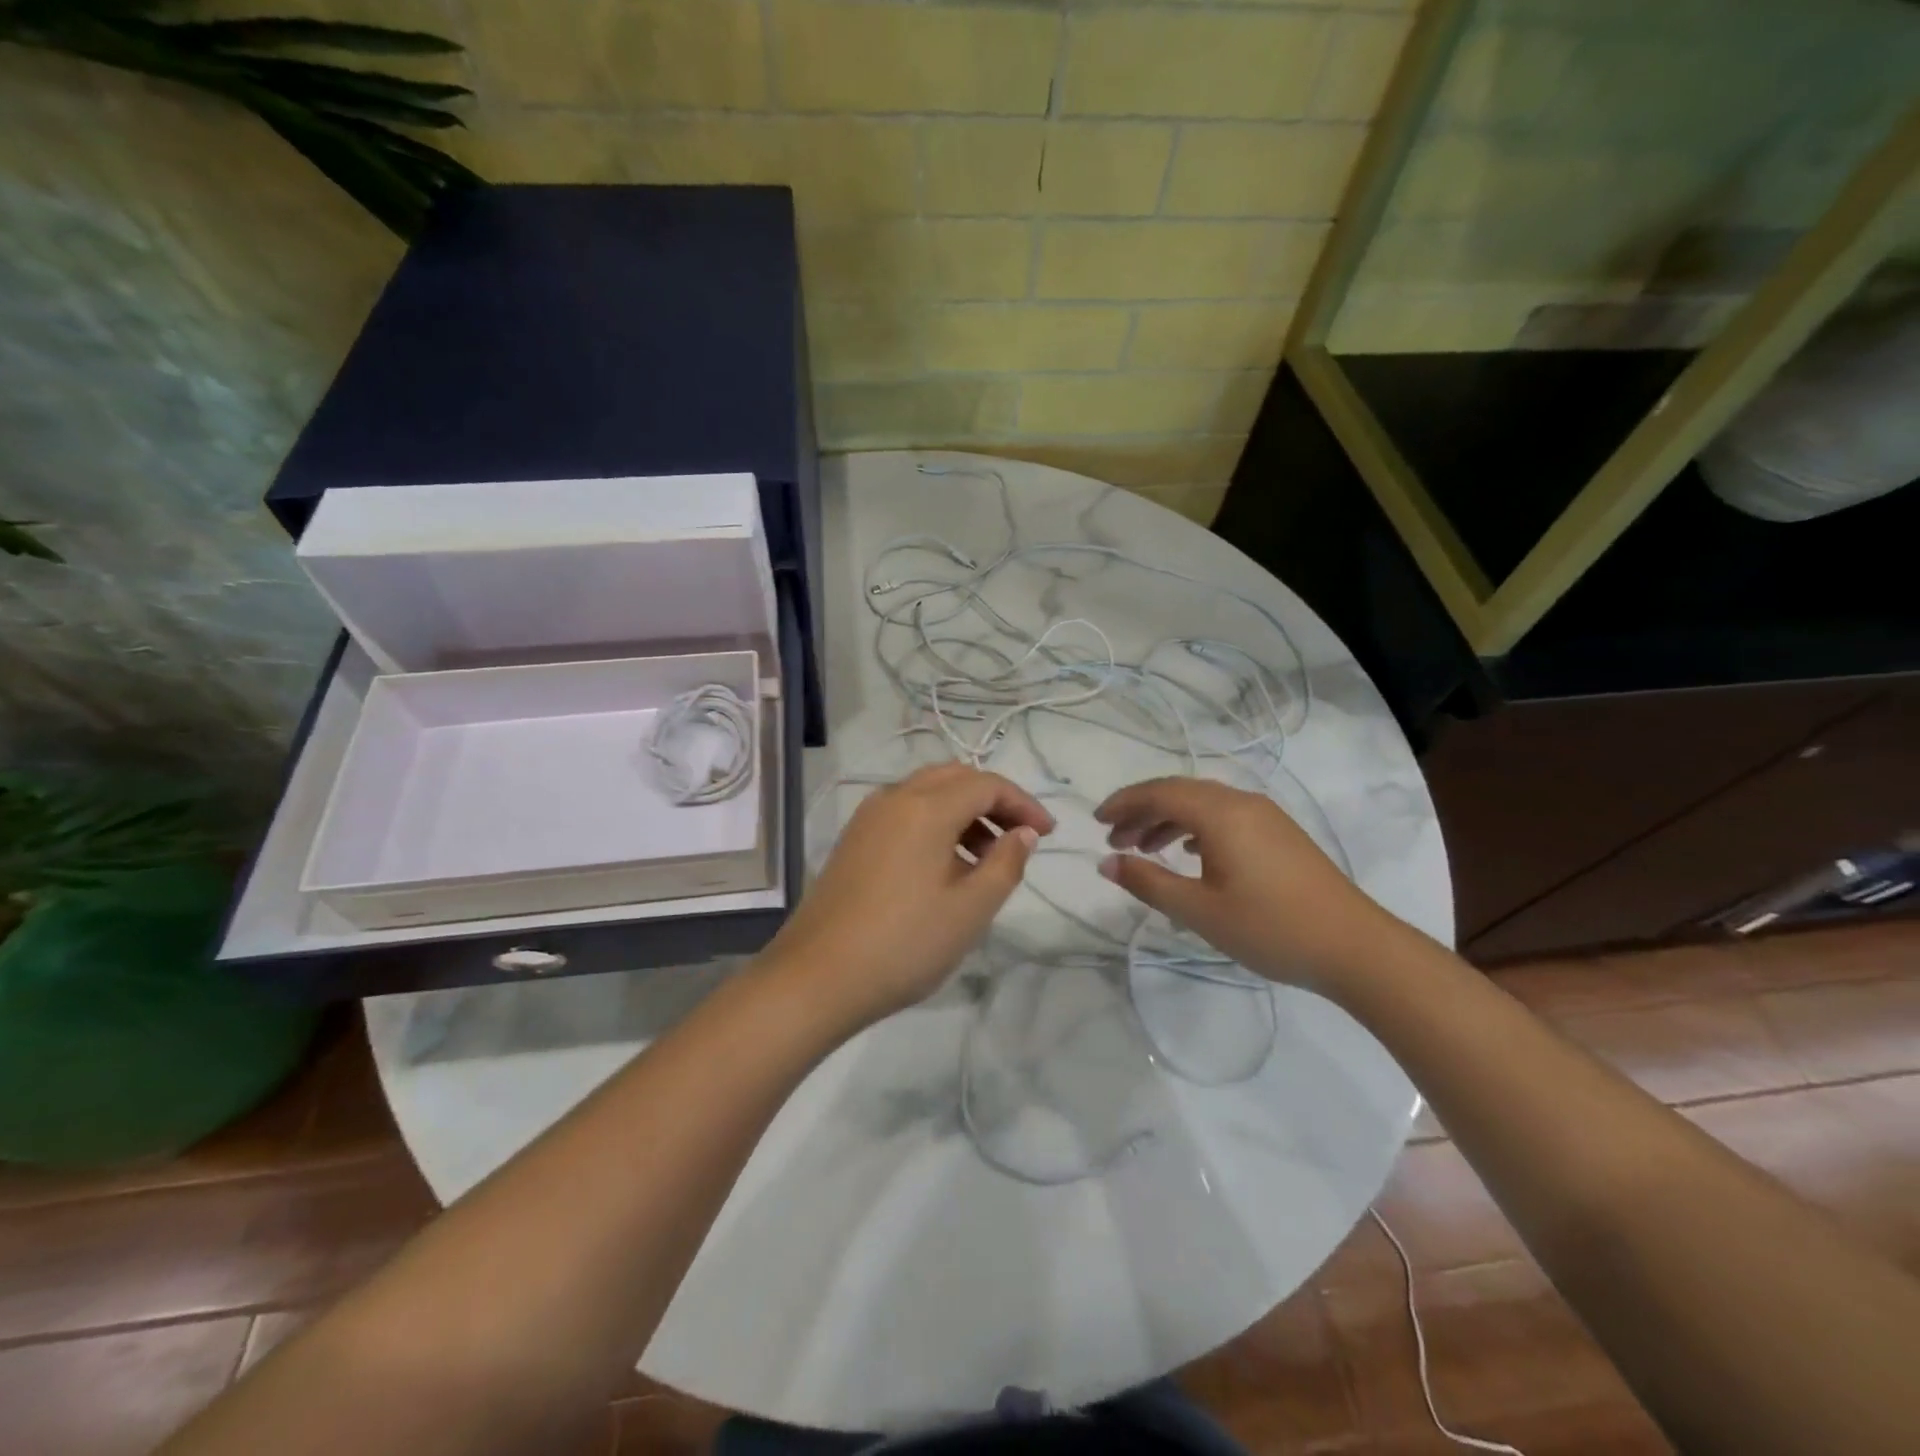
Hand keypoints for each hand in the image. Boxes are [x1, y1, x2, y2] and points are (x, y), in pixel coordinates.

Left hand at [766, 764, 1055, 1027]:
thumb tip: (1022, 834)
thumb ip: (1006, 864)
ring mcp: (867, 817)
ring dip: (964, 812)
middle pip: (955, 778)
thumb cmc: (904, 944)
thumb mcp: (970, 910)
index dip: (1023, 804)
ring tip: (985, 859)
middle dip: (994, 800)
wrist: (815, 977)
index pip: (986, 784)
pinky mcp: (853, 839)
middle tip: (1019, 838)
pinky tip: (944, 868)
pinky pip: (904, 813)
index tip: (1047, 835)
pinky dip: (934, 824)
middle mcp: (894, 798)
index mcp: (925, 807)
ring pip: (927, 793)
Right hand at [1094, 777, 1400, 993]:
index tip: (1096, 822)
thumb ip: (1148, 882)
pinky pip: (1225, 816)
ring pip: (1203, 804)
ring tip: (1145, 849)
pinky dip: (1196, 828)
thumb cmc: (1270, 927)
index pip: (1159, 793)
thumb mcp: (1199, 910)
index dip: (1123, 803)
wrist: (1355, 947)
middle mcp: (1242, 802)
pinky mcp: (1280, 834)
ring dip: (1168, 820)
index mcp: (1220, 813)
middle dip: (1142, 811)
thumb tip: (1106, 863)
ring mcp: (1266, 816)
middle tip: (1115, 839)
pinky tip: (1190, 854)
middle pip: (1180, 792)